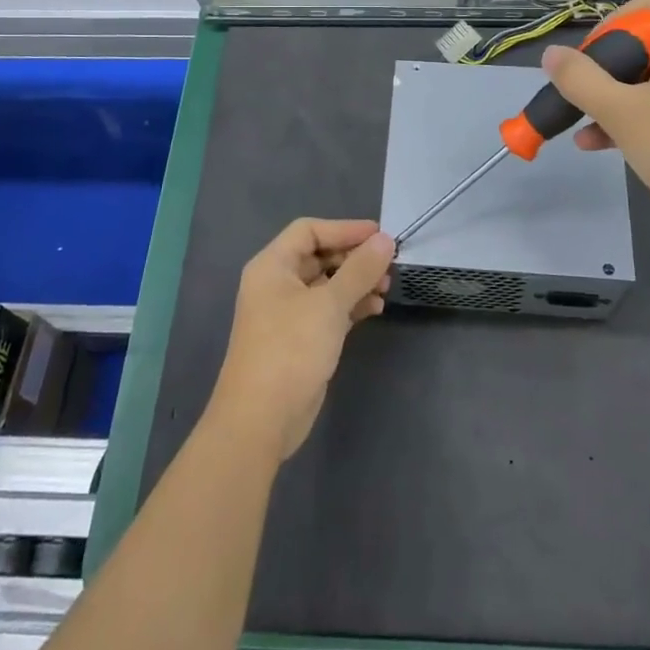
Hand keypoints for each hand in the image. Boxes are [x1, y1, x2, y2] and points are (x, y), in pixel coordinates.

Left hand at [207, 218, 394, 463]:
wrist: (260, 420)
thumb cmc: (290, 349)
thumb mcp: (329, 304)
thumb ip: (359, 270)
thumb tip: (385, 239)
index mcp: (272, 266)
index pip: (309, 231)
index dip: (345, 229)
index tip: (380, 236)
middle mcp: (277, 284)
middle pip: (319, 256)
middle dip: (354, 258)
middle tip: (388, 264)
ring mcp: (287, 313)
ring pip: (327, 285)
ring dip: (356, 283)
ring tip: (387, 288)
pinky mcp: (300, 339)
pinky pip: (328, 310)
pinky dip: (350, 306)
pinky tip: (375, 309)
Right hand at [543, 0, 649, 235]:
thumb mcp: (621, 113)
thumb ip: (580, 80)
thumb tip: (551, 55)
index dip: (618, 19)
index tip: (595, 53)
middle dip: (610, 67)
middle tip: (586, 92)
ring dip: (620, 97)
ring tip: (585, 127)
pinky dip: (643, 115)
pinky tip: (608, 145)